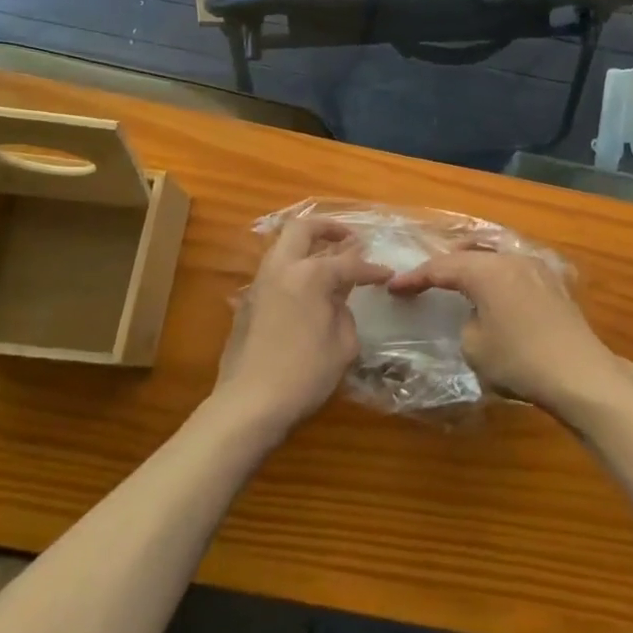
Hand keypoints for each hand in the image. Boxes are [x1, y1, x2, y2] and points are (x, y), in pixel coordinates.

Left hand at [214, 219, 391, 435]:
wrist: (248, 404)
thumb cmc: (304, 375)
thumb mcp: (343, 345)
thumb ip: (344, 312)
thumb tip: (337, 300)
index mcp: (310, 275)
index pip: (348, 263)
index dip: (372, 269)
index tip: (387, 274)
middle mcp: (282, 269)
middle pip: (303, 228)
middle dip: (328, 227)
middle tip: (349, 239)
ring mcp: (259, 284)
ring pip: (283, 246)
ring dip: (307, 245)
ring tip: (328, 260)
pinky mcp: (246, 303)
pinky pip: (273, 270)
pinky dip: (292, 268)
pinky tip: (305, 290)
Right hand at [386, 247, 630, 418]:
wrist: (580, 373)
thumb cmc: (520, 361)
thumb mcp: (475, 347)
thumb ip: (466, 322)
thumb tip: (477, 316)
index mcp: (486, 270)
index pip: (441, 267)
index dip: (415, 277)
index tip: (394, 287)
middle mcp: (511, 259)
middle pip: (470, 254)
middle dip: (446, 265)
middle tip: (425, 280)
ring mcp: (537, 268)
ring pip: (496, 257)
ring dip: (474, 267)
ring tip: (459, 281)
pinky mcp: (554, 283)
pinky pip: (515, 269)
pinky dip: (498, 276)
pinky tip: (496, 291)